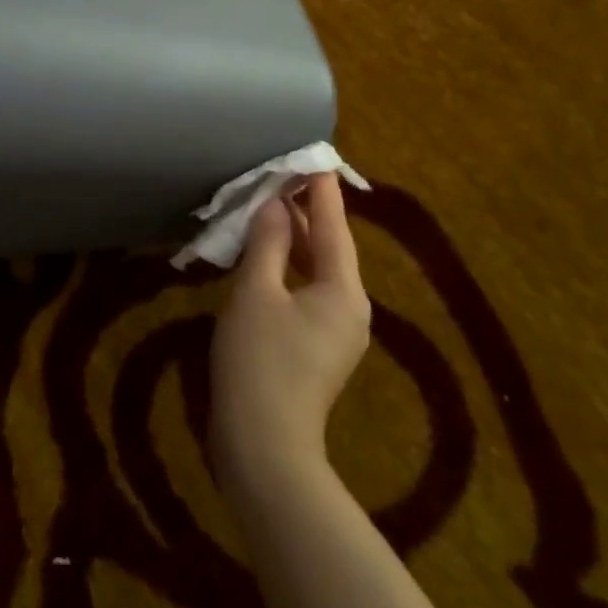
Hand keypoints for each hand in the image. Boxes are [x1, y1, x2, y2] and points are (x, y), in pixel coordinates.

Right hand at [210, 173, 371, 485]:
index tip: (313, 158)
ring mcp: (335, 333)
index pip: (334, 227)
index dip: (321, 191)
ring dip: (295, 240)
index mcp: (343, 291)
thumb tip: (274, 205)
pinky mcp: (316, 350)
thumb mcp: (257, 294)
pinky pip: (306, 292)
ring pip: (317, 271)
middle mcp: (349, 309)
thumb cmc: (260, 363)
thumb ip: (267, 244)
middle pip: (330, 248)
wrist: (264, 449)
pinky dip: (289, 267)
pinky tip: (266, 258)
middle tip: (284, 174)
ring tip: (272, 206)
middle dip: (307, 212)